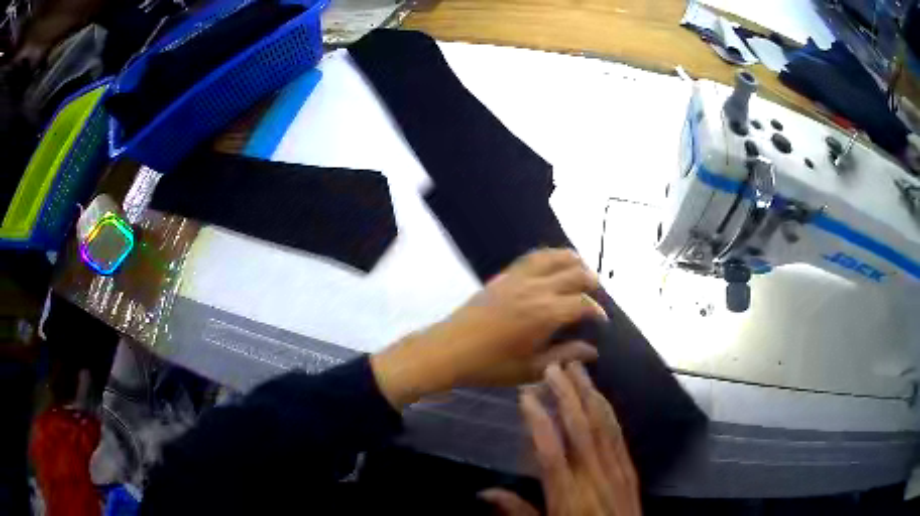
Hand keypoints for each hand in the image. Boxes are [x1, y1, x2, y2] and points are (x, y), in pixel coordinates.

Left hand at [371, 249, 606, 407]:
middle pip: (575, 274)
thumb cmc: (491, 365)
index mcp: (546, 314)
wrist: (450, 349)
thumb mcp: (531, 369)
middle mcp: (537, 289)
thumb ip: (564, 355)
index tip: (602, 321)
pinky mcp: (504, 275)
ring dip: (574, 262)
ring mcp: (519, 278)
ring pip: (555, 257)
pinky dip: (549, 256)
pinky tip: (553, 264)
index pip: (583, 304)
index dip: (598, 311)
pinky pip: (532, 257)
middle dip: (591, 282)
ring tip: (582, 272)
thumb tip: (592, 351)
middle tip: (596, 296)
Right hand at [481, 362, 640, 515]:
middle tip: (554, 367)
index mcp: (569, 495)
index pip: (551, 451)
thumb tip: (484, 493)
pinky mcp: (629, 470)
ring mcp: (616, 470)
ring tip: (577, 370)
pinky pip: (618, 436)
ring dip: (589, 395)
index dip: (538, 421)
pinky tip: (601, 397)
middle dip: (567, 395)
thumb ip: (518, 512)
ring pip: (602, 426)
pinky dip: (608, 412)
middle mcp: (594, 476)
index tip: (526, 395)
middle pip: (580, 430)